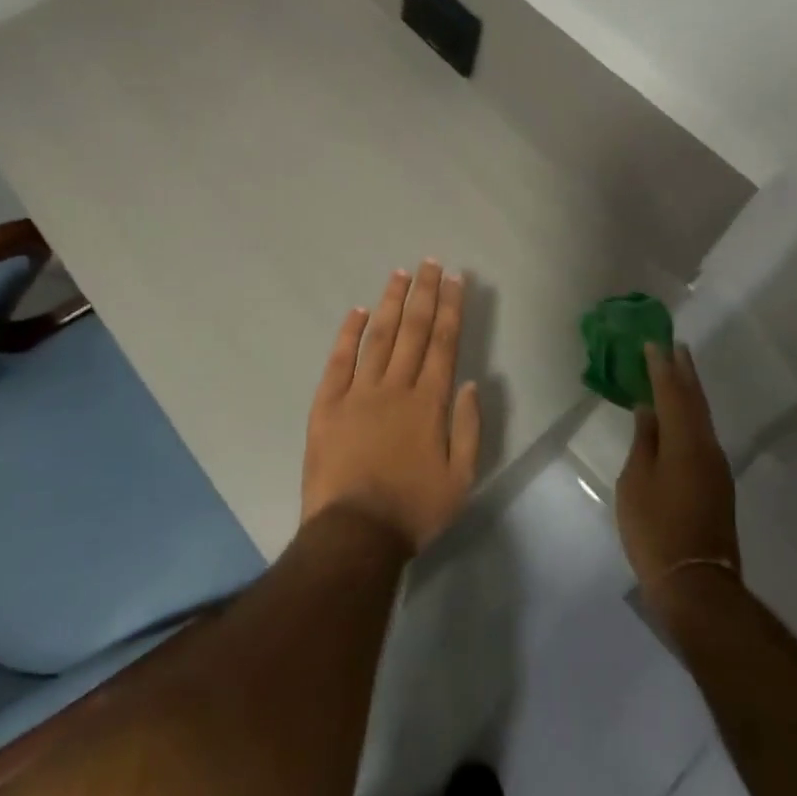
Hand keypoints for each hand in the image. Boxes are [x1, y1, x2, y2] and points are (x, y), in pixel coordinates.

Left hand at [301, 261, 482, 556]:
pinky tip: (358, 311)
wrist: (355, 533)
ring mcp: (358, 392)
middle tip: (431, 262)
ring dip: (391, 302)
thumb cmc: (413, 510)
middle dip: (425, 293)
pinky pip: (339, 360)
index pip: (443, 343)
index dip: (450, 308)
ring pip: (378, 336)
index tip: (455, 279)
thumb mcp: (460, 479)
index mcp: (429, 403)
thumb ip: (467, 428)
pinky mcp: (328, 403)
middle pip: (413, 330)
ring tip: (400, 273)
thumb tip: (468, 382)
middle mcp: (395, 387)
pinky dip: (349, 333)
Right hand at [615, 343, 740, 600]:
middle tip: (675, 347)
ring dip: (689, 393)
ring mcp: (716, 468)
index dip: (662, 367)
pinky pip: (702, 436)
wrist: (696, 584)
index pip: (672, 394)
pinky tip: (679, 417)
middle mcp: (707, 448)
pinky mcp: (716, 485)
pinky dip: (690, 417)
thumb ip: (644, 442)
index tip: (654, 343)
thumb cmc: (655, 529)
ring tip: (677, 373)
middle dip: (684, 373)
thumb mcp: (636, 482)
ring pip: (701, 419)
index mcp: (685, 442)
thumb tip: (649, 411)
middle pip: (695, 401)